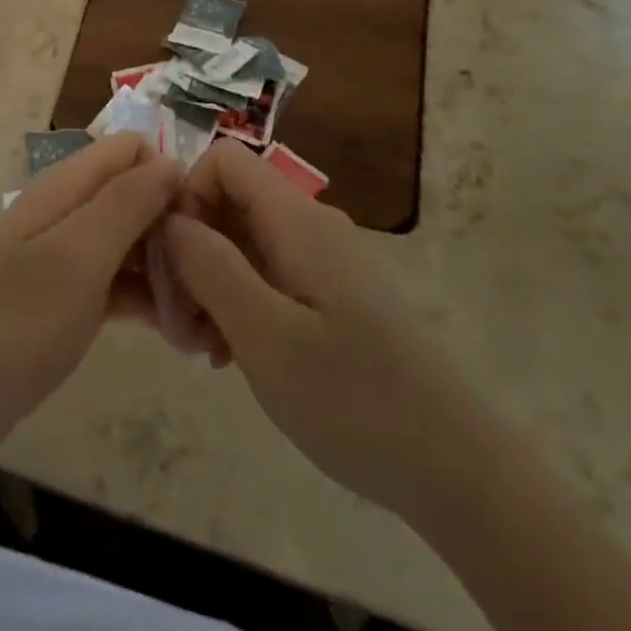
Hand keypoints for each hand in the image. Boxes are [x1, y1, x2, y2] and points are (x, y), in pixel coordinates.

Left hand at [0, 133, 181, 470]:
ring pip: (128, 240)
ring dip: (165, 267)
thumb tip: (171, 160)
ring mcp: (63, 255)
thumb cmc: (17, 322)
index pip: (129, 149)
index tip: (200, 222)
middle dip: (173, 225)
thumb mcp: (78, 256)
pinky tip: (178, 333)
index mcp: (64, 187)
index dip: (168, 174)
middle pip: (133, 194)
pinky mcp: (64, 297)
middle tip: (209, 279)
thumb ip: (125, 202)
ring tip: (202, 315)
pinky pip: (116, 281)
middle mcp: (64, 211)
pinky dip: (145, 298)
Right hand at [163, 139, 489, 521]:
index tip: (174, 262)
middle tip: (179, 327)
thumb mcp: (267, 337)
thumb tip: (170, 218)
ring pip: (242, 241)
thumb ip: (211, 267)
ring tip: (203, 349)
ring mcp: (323, 258)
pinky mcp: (331, 293)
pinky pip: (266, 273)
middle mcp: (310, 224)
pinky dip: (238, 302)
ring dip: (209, 284)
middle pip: (227, 203)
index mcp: (296, 219)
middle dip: (190, 253)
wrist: (460, 469)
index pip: (223, 160)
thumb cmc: (356, 401)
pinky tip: (232, 355)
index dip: (186, 196)